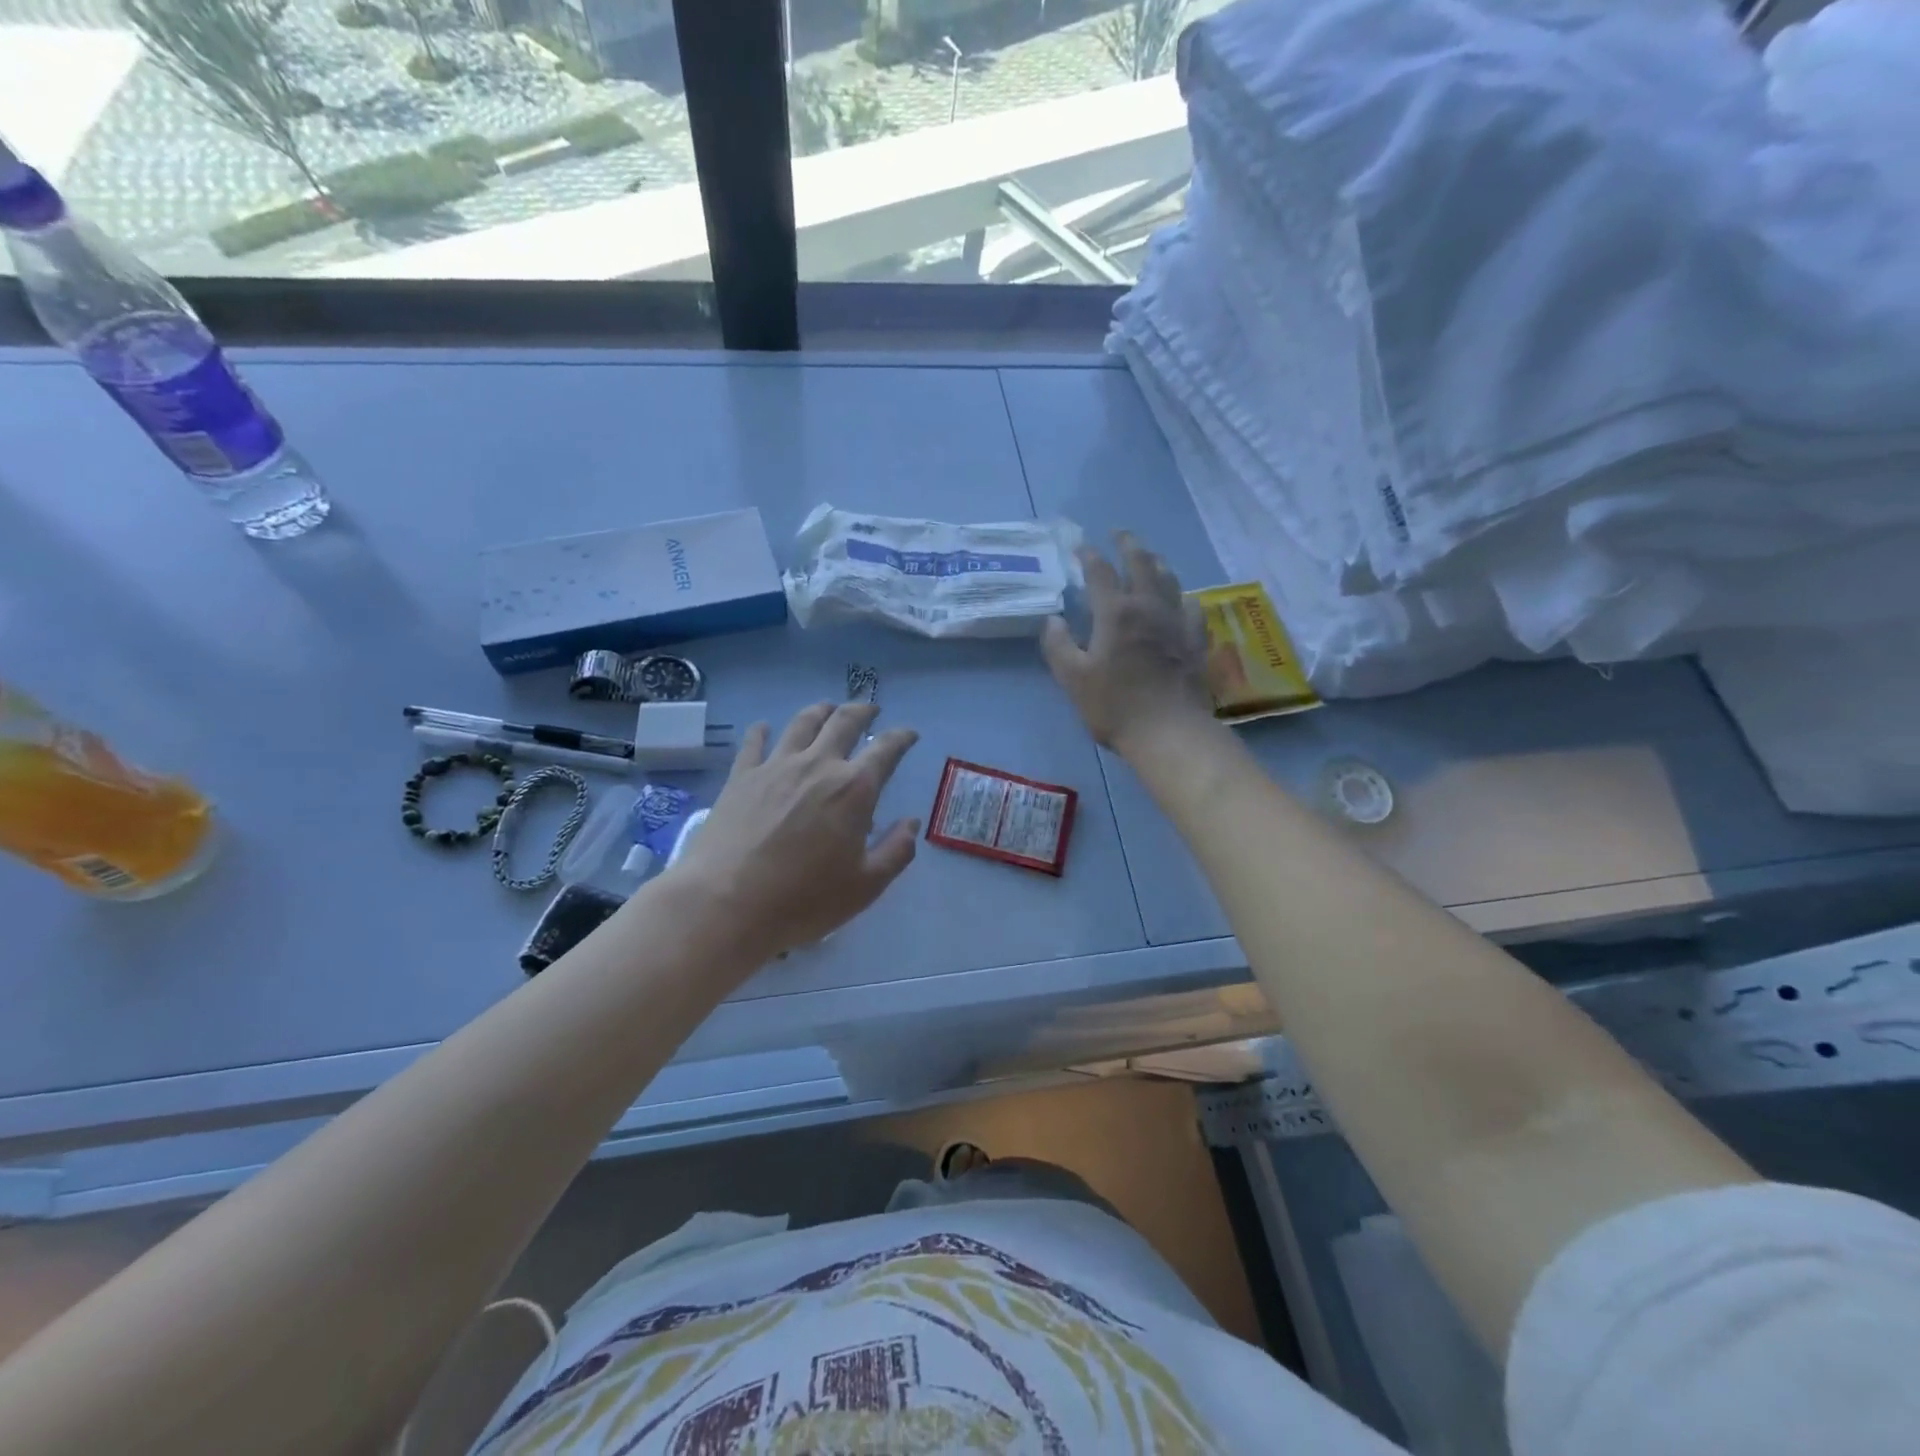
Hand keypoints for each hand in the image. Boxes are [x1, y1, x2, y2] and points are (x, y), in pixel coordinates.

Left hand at [667, 703, 919, 960]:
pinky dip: (763, 731)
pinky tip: (765, 728)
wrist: (725, 903)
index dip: (902, 737)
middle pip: (844, 722)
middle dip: (862, 711)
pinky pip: (755, 742)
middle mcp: (818, 765)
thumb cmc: (803, 899)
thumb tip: (911, 823)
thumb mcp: (865, 886)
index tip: (910, 734)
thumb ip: (896, 850)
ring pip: (802, 723)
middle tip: (870, 710)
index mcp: (854, 788)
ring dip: (820, 711)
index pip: (886, 749)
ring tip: (827, 708)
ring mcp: (776, 766)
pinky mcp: (741, 776)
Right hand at [1042, 531, 1214, 754]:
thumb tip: (1054, 620)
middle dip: (1128, 545)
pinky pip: (1192, 607)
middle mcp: (1149, 607)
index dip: (1088, 555)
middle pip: (1141, 564)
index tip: (1079, 546)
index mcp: (1116, 613)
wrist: (1169, 732)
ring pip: (1169, 580)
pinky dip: (1182, 596)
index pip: (1100, 572)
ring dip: (1156, 563)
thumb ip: (1058, 645)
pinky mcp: (1195, 641)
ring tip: (1149, 556)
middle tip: (1119, 534)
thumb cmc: (1114, 706)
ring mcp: (1177, 622)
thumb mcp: (1073, 678)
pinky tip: (1182, 598)